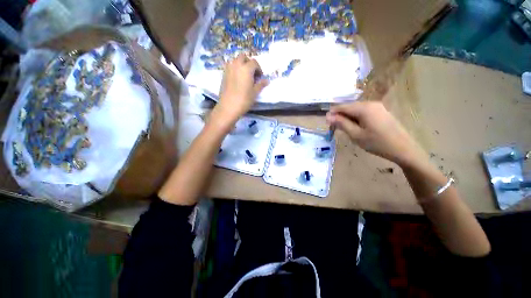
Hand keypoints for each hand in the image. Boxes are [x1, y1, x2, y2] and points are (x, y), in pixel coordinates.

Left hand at [213, 54, 268, 125]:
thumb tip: (267, 80)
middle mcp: (236, 65)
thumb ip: (261, 84)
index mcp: (246, 68)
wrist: (228, 107)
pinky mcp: (223, 74)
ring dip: (241, 64)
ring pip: (235, 60)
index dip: (259, 69)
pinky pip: (230, 66)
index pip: (254, 62)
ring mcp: (228, 69)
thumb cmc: (244, 100)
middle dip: (249, 62)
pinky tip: (237, 78)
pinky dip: (234, 68)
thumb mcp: (254, 93)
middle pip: (243, 57)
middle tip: (252, 73)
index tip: (260, 77)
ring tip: (244, 75)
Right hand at [326, 101, 427, 166]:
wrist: (403, 149)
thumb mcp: (355, 134)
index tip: (326, 123)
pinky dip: (356, 118)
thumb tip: (328, 116)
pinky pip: (363, 112)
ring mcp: (377, 107)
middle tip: (335, 129)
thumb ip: (341, 123)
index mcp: (364, 108)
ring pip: (355, 110)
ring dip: (347, 118)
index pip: (342, 107)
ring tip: (345, 130)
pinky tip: (356, 127)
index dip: (332, 114)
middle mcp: (370, 103)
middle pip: (349, 107)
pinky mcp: (380, 111)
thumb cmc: (377, 143)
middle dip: (340, 116)